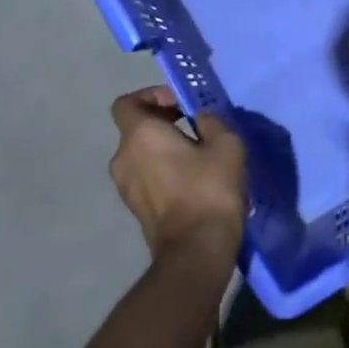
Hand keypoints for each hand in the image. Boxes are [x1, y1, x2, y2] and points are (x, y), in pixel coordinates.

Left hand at [108, 87, 246, 261]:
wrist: (196, 251)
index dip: (152, 96)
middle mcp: (123, 157)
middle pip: (136, 128)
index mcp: (139, 135)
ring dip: (165, 149)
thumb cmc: (209, 190)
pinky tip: (193, 181)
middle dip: (164, 122)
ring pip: (142, 154)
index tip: (181, 104)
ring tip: (198, 157)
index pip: (127, 102)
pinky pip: (146, 177)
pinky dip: (163, 171)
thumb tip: (201, 117)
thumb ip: (212, 121)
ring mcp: (125, 186)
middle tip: (198, 129)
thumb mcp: (226, 145)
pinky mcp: (135, 209)